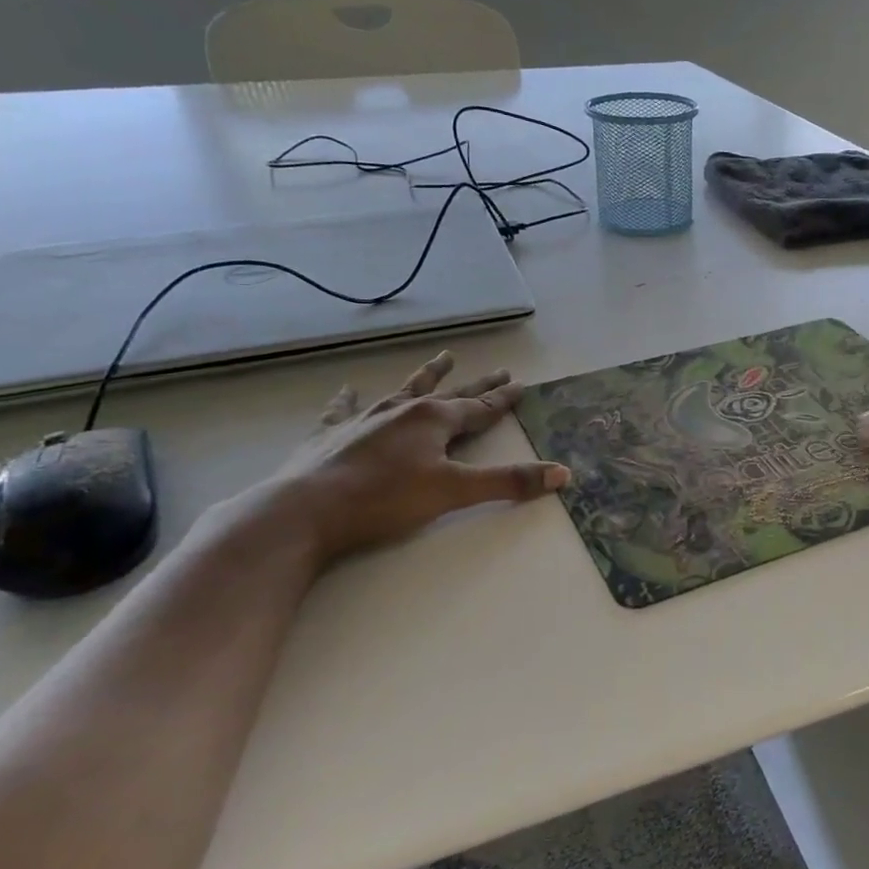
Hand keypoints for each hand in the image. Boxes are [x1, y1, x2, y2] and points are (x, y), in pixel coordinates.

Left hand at [252, 351, 568, 563]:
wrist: (305, 510)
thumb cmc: (385, 499)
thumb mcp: (454, 491)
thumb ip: (508, 481)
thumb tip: (562, 474)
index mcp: (434, 420)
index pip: (480, 406)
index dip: (502, 398)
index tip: (521, 384)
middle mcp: (403, 410)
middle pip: (449, 392)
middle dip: (477, 383)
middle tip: (499, 368)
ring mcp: (366, 419)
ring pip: (404, 390)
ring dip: (426, 376)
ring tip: (442, 357)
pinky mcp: (332, 434)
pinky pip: (346, 408)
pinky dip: (350, 399)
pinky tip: (348, 389)